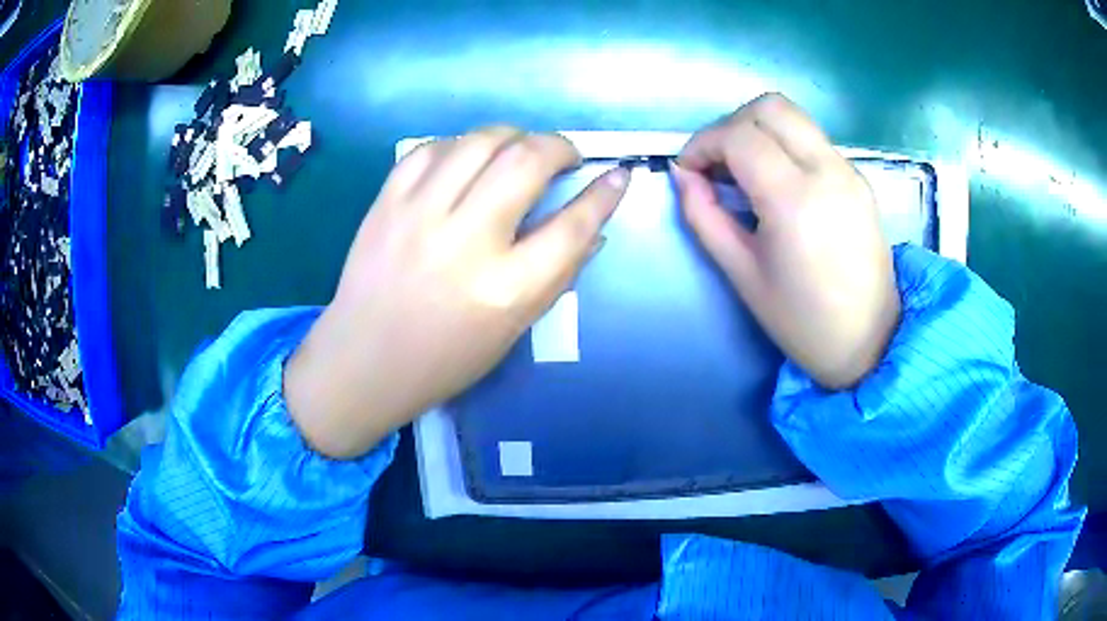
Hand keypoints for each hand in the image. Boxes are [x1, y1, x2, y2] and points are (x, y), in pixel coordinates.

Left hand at [285, 128, 629, 458]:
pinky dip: (461, 145)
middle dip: (559, 147)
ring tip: (519, 150)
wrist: (364, 361)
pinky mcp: (386, 202)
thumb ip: (557, 274)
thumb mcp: (513, 330)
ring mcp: (419, 214)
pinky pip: (433, 148)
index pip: (573, 226)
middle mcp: (465, 242)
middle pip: (527, 161)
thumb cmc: (445, 359)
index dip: (604, 195)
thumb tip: (593, 226)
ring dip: (513, 136)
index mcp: (505, 289)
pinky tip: (467, 159)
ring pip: (480, 141)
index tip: (617, 175)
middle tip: (564, 156)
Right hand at [673, 93, 900, 389]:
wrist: (870, 340)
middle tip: (716, 163)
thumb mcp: (742, 274)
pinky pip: (812, 139)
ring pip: (793, 116)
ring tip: (743, 171)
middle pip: (770, 107)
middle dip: (730, 125)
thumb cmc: (802, 320)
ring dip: (757, 130)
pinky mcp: (858, 177)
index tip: (688, 170)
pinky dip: (783, 144)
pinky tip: (776, 183)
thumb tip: (683, 175)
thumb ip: (704, 216)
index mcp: (795, 200)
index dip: (703, 143)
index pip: (739, 136)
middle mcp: (827, 170)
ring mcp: (848, 170)